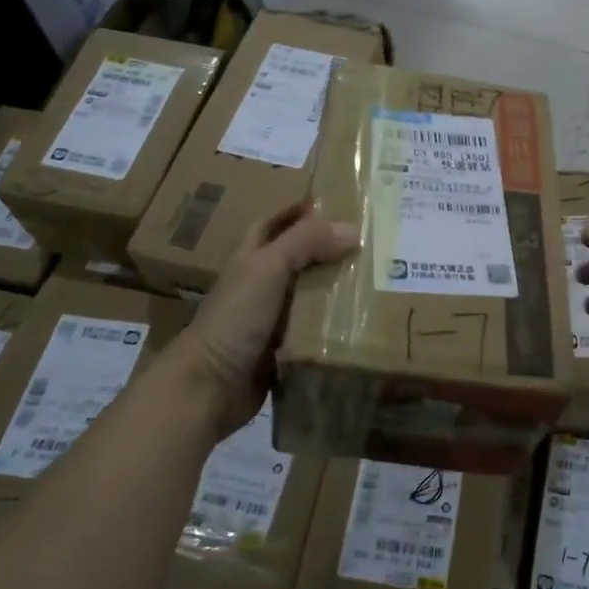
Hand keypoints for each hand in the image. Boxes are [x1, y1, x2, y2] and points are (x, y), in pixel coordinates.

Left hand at [171, 200, 356, 438]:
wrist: (211, 385)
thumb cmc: (235, 318)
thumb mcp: (268, 268)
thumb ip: (305, 243)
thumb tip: (352, 228)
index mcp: (250, 259)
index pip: (273, 224)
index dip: (296, 211)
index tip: (333, 202)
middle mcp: (260, 286)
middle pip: (297, 260)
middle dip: (327, 251)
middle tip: (369, 244)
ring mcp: (271, 321)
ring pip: (310, 298)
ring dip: (336, 291)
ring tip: (377, 281)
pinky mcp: (283, 351)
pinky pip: (314, 333)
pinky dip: (334, 328)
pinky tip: (363, 323)